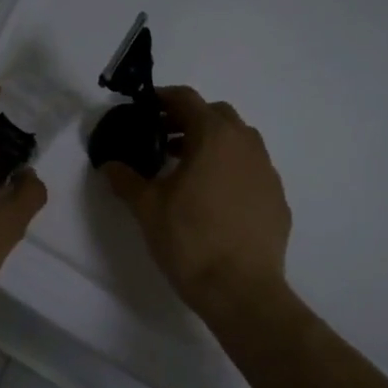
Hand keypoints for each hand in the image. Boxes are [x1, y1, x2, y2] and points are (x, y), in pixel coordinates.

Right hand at [104, 87, 290, 316]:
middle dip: (189, 119)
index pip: (187, 99)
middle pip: (217, 115)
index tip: (144, 107)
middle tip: (163, 138)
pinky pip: (251, 171)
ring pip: (239, 141)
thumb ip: (125, 179)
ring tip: (186, 168)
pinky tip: (213, 198)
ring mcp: (267, 172)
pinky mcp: (277, 199)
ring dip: (212, 143)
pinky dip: (231, 170)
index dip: (163, 98)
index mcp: (214, 137)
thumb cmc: (189, 240)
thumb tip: (109, 164)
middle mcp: (246, 145)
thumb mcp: (147, 207)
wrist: (241, 290)